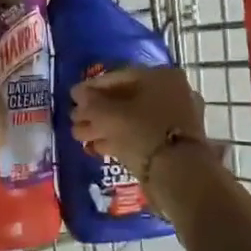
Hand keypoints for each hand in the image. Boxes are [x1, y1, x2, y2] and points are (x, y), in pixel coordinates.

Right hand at [70, 66, 209, 179]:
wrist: (178, 174)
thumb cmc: (143, 133)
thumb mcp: (110, 115)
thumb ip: (91, 102)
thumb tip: (78, 93)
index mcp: (161, 77)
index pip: (119, 77)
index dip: (91, 87)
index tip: (72, 97)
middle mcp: (171, 93)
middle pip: (125, 99)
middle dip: (96, 110)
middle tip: (74, 120)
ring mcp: (174, 119)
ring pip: (132, 119)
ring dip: (104, 126)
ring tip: (79, 136)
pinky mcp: (172, 143)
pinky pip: (140, 134)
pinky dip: (119, 139)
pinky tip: (97, 147)